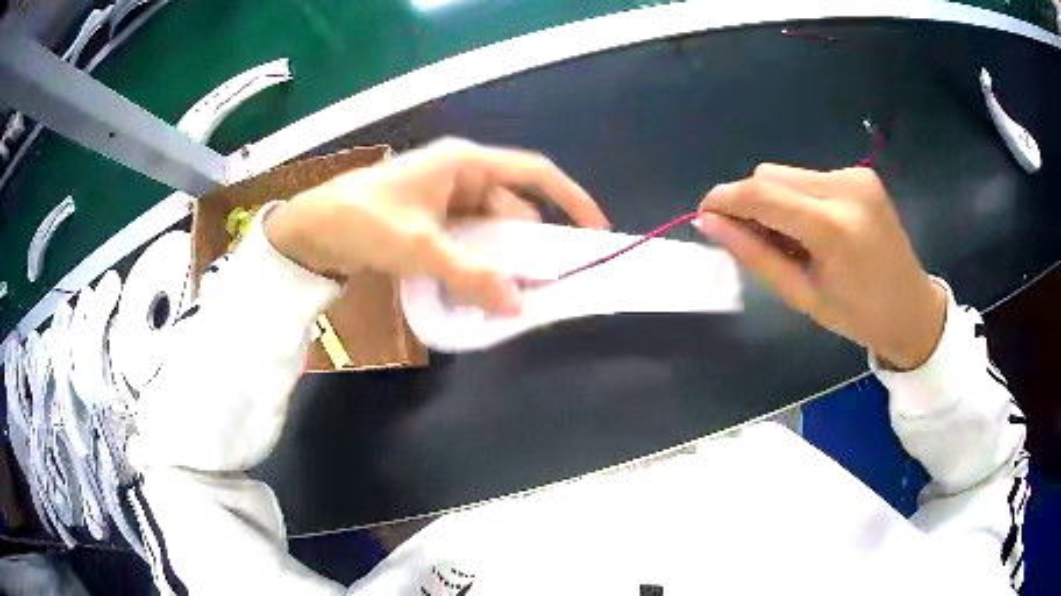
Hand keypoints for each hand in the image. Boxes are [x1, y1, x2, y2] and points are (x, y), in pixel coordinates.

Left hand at [264, 138, 609, 313]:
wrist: (311, 229)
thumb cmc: (363, 221)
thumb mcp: (419, 247)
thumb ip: (470, 274)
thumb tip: (518, 304)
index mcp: (465, 163)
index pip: (534, 173)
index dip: (570, 198)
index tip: (595, 230)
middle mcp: (461, 176)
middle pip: (513, 209)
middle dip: (530, 245)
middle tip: (546, 285)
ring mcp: (445, 199)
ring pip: (490, 229)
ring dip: (500, 259)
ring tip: (512, 295)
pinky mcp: (431, 220)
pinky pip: (468, 240)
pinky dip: (477, 262)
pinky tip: (480, 288)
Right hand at [697, 164, 945, 369]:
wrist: (912, 308)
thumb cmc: (857, 316)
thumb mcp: (801, 295)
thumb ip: (753, 254)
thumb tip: (708, 223)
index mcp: (833, 227)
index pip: (761, 194)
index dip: (724, 199)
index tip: (704, 214)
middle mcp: (845, 188)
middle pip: (770, 175)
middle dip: (751, 201)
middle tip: (754, 239)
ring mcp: (856, 175)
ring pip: (788, 174)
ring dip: (775, 199)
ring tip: (791, 238)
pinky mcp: (862, 173)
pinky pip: (810, 177)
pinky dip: (799, 198)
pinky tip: (814, 227)